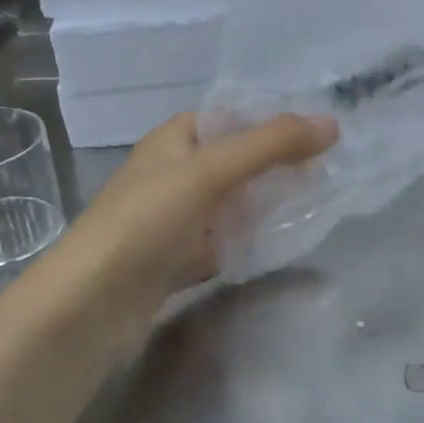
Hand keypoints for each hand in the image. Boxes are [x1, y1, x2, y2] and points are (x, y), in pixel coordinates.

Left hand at [41, 111, 338, 332]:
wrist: (90, 305)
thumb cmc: (146, 222)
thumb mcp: (209, 172)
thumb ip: (270, 146)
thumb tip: (332, 125)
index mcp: (174, 140)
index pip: (233, 118)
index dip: (275, 122)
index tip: (324, 134)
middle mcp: (174, 174)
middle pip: (237, 162)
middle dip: (279, 166)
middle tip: (331, 172)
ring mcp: (176, 220)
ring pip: (234, 204)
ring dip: (269, 205)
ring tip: (319, 205)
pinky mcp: (179, 260)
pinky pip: (226, 242)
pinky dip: (251, 241)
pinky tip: (283, 245)